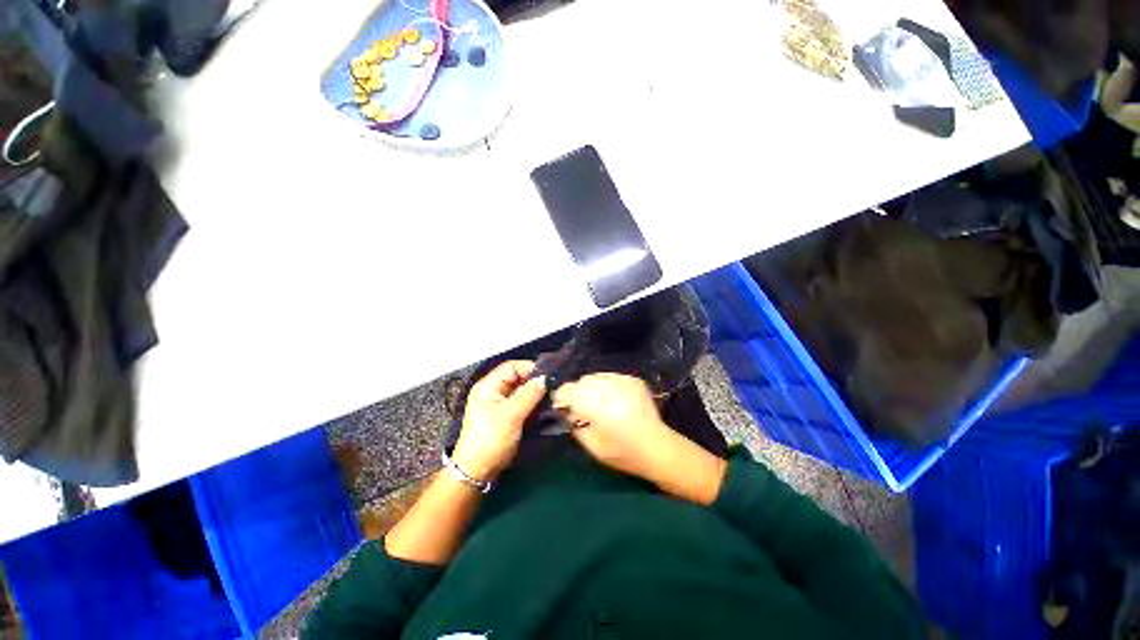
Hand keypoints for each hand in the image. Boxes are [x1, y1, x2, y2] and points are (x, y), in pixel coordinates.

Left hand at [452, 361, 545, 481]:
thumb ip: (528, 394)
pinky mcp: (508, 415)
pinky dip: (534, 402)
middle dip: (534, 380)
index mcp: (488, 386)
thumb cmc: (490, 439)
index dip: (529, 368)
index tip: (548, 375)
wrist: (478, 471)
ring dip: (536, 392)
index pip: (512, 366)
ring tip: (552, 395)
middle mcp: (494, 391)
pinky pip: (523, 402)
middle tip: (553, 386)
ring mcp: (501, 404)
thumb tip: (545, 378)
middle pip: (518, 377)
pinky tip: (546, 405)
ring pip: (522, 390)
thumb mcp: (510, 415)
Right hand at [551, 374, 672, 481]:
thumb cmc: (622, 452)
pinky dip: (607, 386)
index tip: (563, 407)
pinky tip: (614, 400)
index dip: (562, 397)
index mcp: (596, 405)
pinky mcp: (633, 379)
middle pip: (582, 381)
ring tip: (599, 403)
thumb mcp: (592, 445)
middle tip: (582, 407)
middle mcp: (609, 387)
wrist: (657, 447)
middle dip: (578, 392)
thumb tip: (567, 411)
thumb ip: (575, 425)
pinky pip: (611, 377)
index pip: (568, 390)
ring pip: (597, 376)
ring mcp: (623, 380)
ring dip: (592, 387)